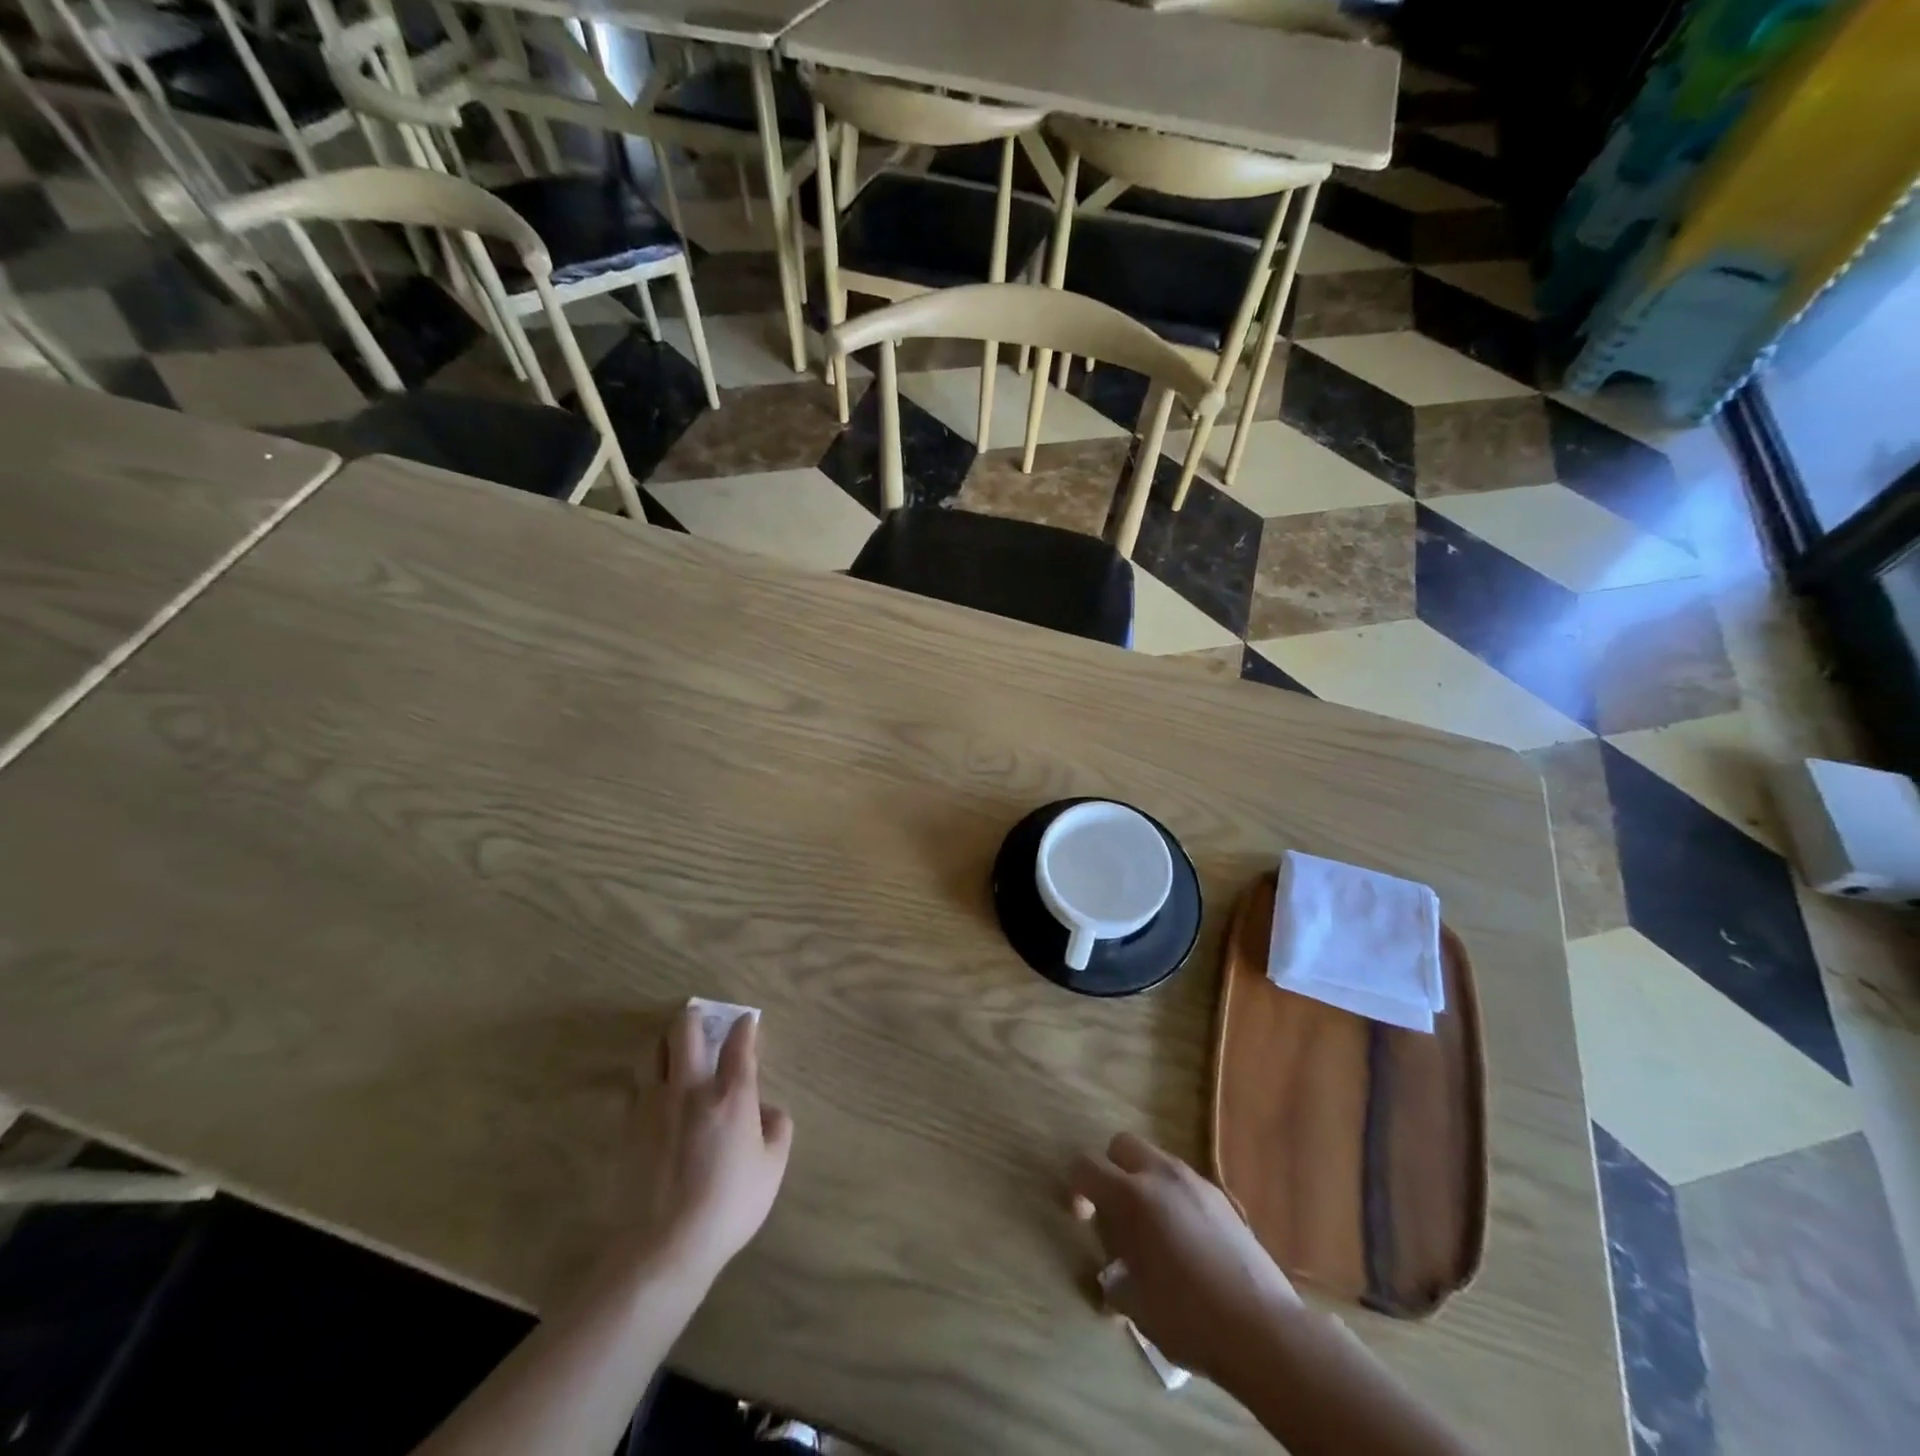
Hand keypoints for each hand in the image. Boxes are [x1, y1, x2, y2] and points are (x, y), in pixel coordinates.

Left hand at [614, 1006, 792, 1282]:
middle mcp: (691, 1087)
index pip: (739, 1043)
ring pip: (652, 1050)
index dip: (745, 1027)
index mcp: (732, 1094)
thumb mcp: (772, 1169)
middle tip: (702, 1018)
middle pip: (686, 1030)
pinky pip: (635, 1085)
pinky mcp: (628, 1125)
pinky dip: (646, 1077)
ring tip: (673, 1046)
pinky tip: (652, 1089)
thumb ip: (777, 1129)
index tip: (747, 1021)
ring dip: (665, 1041)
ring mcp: (654, 1103)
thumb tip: (767, 1109)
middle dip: (695, 1017)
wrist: (663, 1246)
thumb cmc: (728, 1206)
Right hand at [1070, 1132, 1303, 1384]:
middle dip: (1112, 1170)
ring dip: (1145, 1183)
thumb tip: (1113, 1277)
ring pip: (1157, 1160)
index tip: (1083, 1218)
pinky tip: (1186, 1241)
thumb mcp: (1137, 1306)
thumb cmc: (1189, 1318)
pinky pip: (1185, 1182)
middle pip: (1122, 1144)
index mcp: (1132, 1196)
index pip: (1086, 1166)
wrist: (1263, 1329)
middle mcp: (1161, 1175)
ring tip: (1154, 1231)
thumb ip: (1115, 1281)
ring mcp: (1196, 1182)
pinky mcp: (1222, 1197)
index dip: (1076, 1187)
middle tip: (1116, 1215)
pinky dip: (1174, 1198)